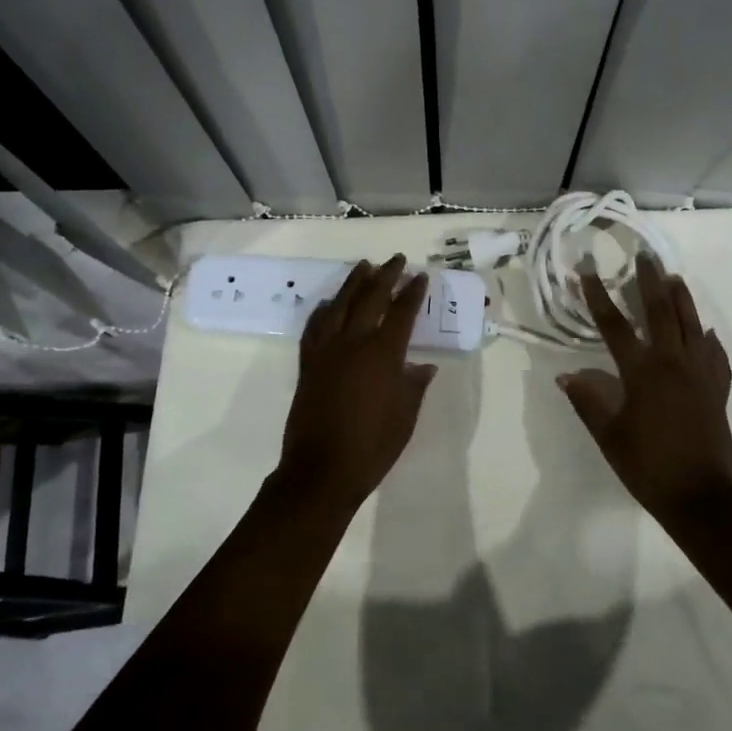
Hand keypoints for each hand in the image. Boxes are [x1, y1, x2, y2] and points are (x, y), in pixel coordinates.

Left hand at [278, 255, 436, 511]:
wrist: (322, 470)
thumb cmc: (373, 446)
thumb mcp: (405, 416)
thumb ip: (414, 385)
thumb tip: (423, 366)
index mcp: (383, 354)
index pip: (401, 312)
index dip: (413, 292)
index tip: (421, 276)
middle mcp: (353, 343)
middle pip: (370, 298)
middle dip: (386, 276)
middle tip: (396, 259)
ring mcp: (326, 351)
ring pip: (339, 304)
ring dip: (354, 283)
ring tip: (364, 266)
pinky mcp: (308, 363)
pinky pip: (315, 327)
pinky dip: (323, 310)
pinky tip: (328, 304)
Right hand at [558, 254, 731, 522]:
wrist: (702, 496)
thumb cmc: (648, 465)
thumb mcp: (609, 435)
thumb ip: (588, 400)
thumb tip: (567, 374)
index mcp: (642, 370)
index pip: (614, 324)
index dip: (597, 296)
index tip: (586, 270)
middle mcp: (672, 362)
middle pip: (660, 311)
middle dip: (649, 281)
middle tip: (644, 255)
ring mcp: (700, 374)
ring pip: (691, 324)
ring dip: (681, 298)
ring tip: (673, 277)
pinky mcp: (717, 389)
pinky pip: (714, 355)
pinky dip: (707, 340)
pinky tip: (705, 334)